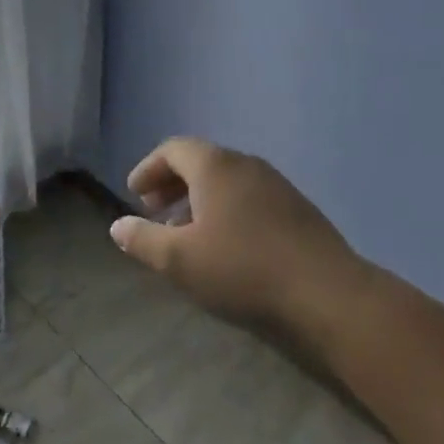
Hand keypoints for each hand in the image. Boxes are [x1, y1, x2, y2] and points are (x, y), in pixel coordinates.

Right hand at [109, 138, 363, 327]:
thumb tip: (117, 226)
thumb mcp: (180, 260)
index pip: (173, 149)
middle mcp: (246, 165)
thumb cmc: (243, 270)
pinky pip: (249, 196)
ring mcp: (276, 185)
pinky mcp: (297, 209)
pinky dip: (225, 209)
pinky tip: (225, 244)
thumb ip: (143, 240)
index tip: (134, 194)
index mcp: (215, 166)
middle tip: (154, 211)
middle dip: (172, 183)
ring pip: (226, 180)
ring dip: (198, 198)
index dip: (149, 168)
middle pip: (201, 161)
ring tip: (185, 232)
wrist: (326, 294)